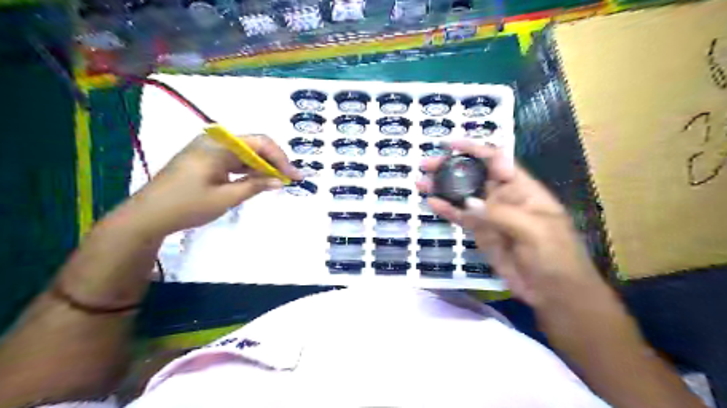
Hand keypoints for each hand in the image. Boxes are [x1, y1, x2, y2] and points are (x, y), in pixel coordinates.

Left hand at [122, 134, 301, 235]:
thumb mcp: (226, 198)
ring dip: (262, 166)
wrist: (147, 216)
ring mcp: (208, 150)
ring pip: (245, 153)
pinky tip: (258, 180)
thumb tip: (279, 181)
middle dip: (274, 161)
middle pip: (253, 145)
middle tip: (289, 179)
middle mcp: (214, 142)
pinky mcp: (205, 159)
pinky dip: (248, 169)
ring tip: (278, 181)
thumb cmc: (187, 206)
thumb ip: (255, 186)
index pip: (260, 142)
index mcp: (218, 146)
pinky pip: (233, 159)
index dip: (281, 158)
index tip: (294, 176)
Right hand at [418, 139, 605, 307]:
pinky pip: (460, 218)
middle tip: (426, 164)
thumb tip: (467, 202)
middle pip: (474, 176)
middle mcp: (503, 198)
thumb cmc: (555, 256)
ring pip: (463, 196)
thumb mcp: (534, 230)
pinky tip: (431, 203)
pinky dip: (446, 210)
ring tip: (421, 181)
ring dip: (443, 187)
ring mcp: (490, 216)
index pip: (496, 160)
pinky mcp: (480, 234)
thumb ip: (499, 214)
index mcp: (522, 189)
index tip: (450, 144)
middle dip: (451, 167)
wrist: (554, 293)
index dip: (474, 149)